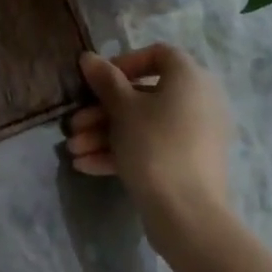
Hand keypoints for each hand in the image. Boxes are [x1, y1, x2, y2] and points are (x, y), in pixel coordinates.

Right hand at [66, 45, 233, 257]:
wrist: (188, 217)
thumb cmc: (155, 146)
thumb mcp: (123, 109)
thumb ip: (105, 80)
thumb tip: (89, 57)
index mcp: (190, 78)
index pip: (158, 54)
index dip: (124, 63)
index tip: (99, 80)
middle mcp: (198, 101)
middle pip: (143, 95)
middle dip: (102, 110)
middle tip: (74, 124)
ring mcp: (194, 136)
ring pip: (143, 125)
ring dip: (105, 134)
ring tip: (73, 150)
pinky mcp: (188, 165)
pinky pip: (152, 147)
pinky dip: (122, 152)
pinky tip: (87, 165)